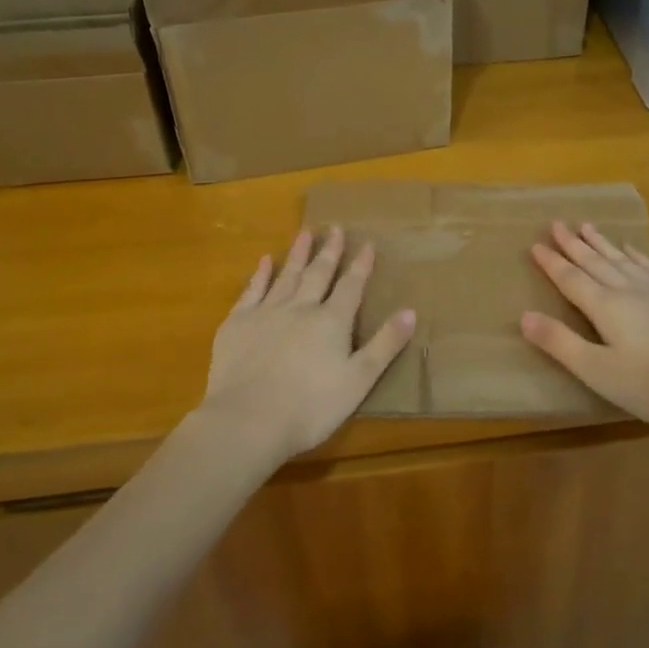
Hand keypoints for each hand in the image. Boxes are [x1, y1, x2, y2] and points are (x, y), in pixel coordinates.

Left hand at [200, 226, 416, 461]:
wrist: (248, 419)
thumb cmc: (311, 406)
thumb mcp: (359, 380)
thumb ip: (385, 344)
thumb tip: (410, 311)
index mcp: (332, 321)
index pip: (351, 286)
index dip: (360, 265)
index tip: (367, 243)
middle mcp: (301, 307)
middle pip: (318, 273)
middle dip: (329, 251)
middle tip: (335, 228)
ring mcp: (267, 312)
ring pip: (286, 275)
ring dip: (297, 254)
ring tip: (304, 233)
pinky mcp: (238, 324)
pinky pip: (252, 291)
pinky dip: (260, 274)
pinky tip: (264, 261)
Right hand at [520, 221, 648, 433]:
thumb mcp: (598, 371)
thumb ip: (560, 343)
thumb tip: (524, 316)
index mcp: (605, 307)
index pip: (571, 279)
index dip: (552, 262)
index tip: (535, 244)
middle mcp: (629, 289)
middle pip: (595, 262)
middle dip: (573, 244)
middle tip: (557, 223)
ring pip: (623, 259)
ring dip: (602, 243)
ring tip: (587, 226)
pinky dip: (637, 255)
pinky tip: (632, 248)